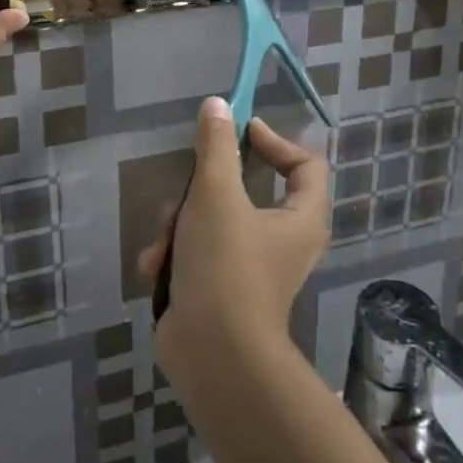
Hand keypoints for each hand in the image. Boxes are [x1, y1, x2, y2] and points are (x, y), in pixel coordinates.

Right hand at [140, 99, 328, 372]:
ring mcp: (252, 268)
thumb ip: (216, 146)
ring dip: (181, 225)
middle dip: (205, 190)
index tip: (240, 131)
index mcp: (300, 218)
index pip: (306, 164)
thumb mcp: (216, 194)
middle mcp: (284, 241)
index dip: (275, 140)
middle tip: (188, 191)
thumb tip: (219, 104)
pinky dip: (177, 256)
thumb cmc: (226, 266)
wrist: (212, 358)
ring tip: (165, 244)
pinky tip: (156, 267)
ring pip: (214, 220)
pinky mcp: (223, 290)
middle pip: (246, 190)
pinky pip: (200, 253)